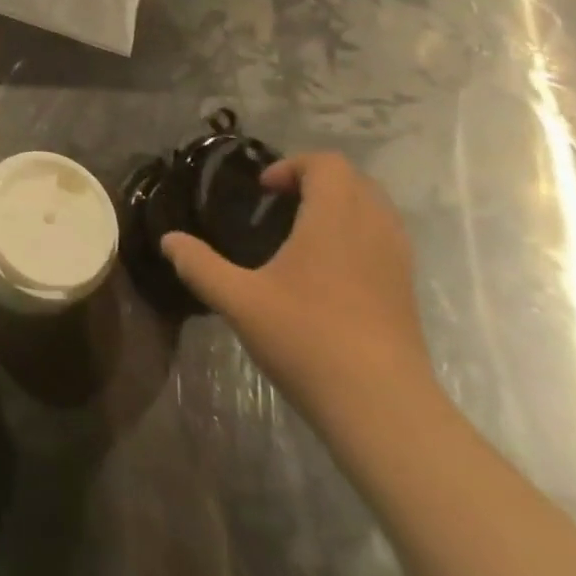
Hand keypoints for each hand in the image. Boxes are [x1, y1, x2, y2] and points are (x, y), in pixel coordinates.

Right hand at [161, 152, 431, 419]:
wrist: (384, 411)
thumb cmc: (308, 340)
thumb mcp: (238, 301)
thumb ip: (199, 265)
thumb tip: (168, 240)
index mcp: (334, 219)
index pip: (327, 164)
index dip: (293, 166)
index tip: (264, 192)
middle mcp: (373, 230)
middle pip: (354, 180)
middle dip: (316, 181)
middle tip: (280, 205)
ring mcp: (397, 263)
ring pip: (375, 210)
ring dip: (340, 208)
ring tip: (302, 235)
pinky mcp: (406, 293)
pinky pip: (385, 240)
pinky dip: (357, 236)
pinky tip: (327, 273)